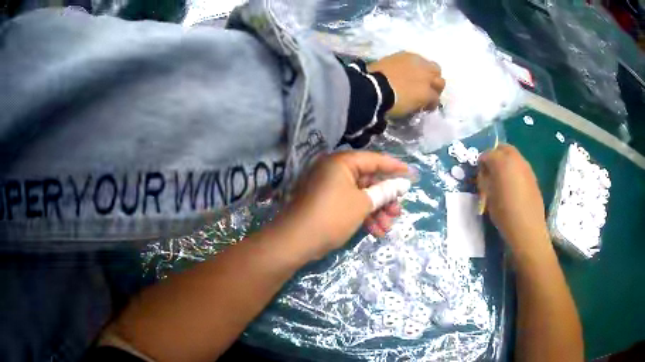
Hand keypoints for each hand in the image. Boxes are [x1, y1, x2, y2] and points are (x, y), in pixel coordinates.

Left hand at [281, 151, 407, 259]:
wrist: (296, 241)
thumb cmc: (332, 216)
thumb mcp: (362, 204)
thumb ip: (384, 192)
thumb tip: (402, 184)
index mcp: (341, 163)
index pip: (374, 160)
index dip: (395, 168)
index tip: (411, 175)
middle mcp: (334, 171)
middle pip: (368, 180)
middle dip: (385, 198)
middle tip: (398, 212)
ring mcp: (329, 188)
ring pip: (361, 196)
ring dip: (376, 211)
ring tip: (388, 227)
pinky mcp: (326, 204)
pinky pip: (350, 205)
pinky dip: (363, 216)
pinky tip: (375, 232)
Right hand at [367, 51, 445, 118]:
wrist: (375, 89)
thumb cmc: (373, 77)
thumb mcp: (382, 67)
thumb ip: (391, 69)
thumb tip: (386, 75)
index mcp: (408, 56)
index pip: (422, 62)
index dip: (421, 71)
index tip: (415, 79)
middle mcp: (421, 65)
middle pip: (435, 71)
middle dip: (432, 79)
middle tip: (425, 89)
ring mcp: (426, 79)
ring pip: (440, 84)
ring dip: (434, 91)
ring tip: (427, 101)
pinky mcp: (428, 94)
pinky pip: (435, 100)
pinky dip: (430, 104)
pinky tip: (423, 109)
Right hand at [477, 145, 548, 250]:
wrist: (528, 229)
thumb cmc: (504, 214)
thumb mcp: (488, 197)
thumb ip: (484, 180)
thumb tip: (484, 173)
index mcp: (502, 162)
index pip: (487, 154)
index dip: (481, 163)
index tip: (479, 175)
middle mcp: (516, 159)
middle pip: (502, 148)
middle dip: (494, 156)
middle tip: (490, 172)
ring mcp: (526, 167)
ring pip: (513, 156)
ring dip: (505, 162)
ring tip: (501, 179)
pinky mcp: (533, 176)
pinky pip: (520, 166)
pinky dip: (514, 170)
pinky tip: (512, 187)